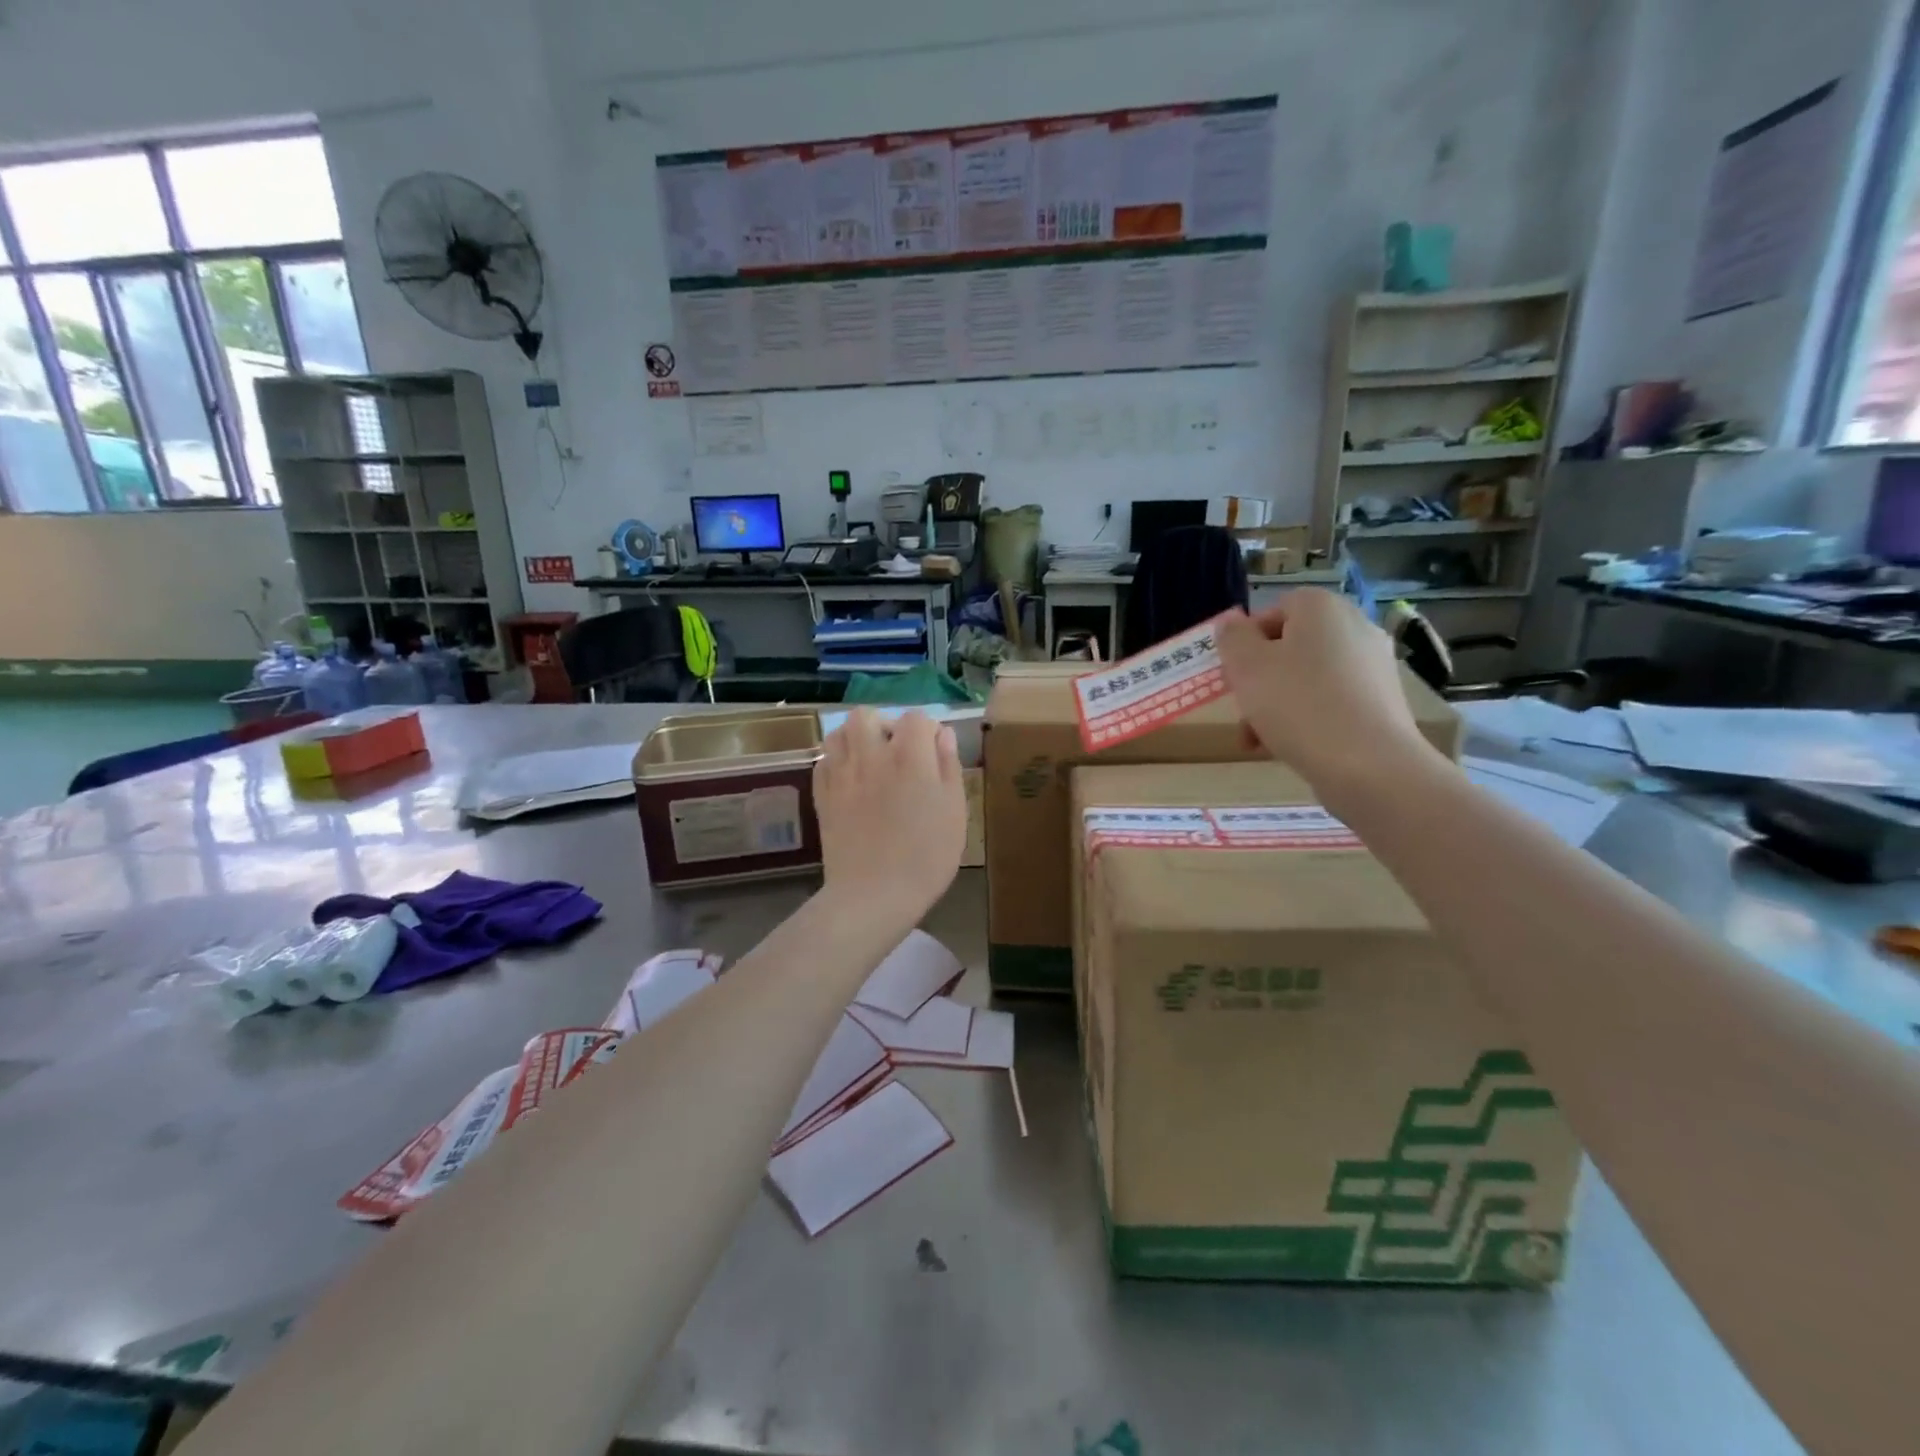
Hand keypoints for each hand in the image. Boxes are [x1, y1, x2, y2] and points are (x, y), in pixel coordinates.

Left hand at [813, 709, 965, 928]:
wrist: (873, 894)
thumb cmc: (926, 856)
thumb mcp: (954, 811)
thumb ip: (948, 767)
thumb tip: (941, 734)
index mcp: (909, 757)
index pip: (916, 718)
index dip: (927, 731)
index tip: (933, 754)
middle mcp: (871, 755)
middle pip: (867, 715)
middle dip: (883, 725)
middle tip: (897, 753)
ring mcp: (841, 774)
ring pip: (838, 732)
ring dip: (855, 739)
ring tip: (870, 761)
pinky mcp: (821, 795)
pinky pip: (824, 761)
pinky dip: (837, 762)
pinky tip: (850, 781)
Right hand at [1215, 589, 1431, 789]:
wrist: (1368, 766)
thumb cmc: (1298, 705)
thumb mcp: (1246, 667)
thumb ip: (1232, 638)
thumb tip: (1231, 622)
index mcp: (1321, 607)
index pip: (1273, 610)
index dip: (1246, 642)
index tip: (1233, 675)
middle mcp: (1355, 626)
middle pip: (1290, 647)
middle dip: (1260, 680)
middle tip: (1242, 712)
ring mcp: (1374, 665)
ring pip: (1308, 678)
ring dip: (1277, 704)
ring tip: (1258, 741)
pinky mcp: (1383, 702)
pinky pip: (1333, 701)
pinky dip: (1309, 718)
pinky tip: (1292, 748)